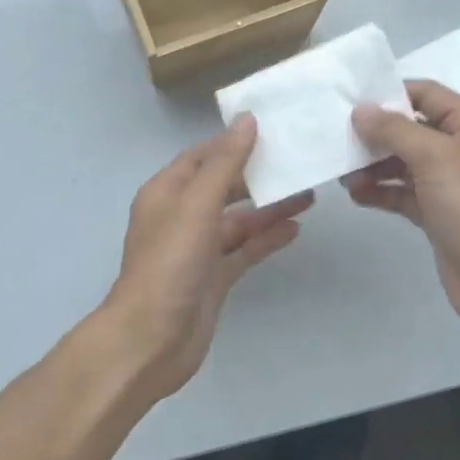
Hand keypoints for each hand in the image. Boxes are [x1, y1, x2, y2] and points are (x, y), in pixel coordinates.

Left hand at [100, 115, 313, 399]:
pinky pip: (244, 250)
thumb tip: (247, 119)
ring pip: (238, 219)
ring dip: (268, 207)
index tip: (270, 128)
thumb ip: (225, 162)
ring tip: (308, 193)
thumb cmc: (170, 262)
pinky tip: (296, 228)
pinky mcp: (213, 277)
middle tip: (296, 159)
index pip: (203, 156)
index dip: (233, 141)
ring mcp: (198, 249)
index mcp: (167, 192)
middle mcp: (181, 215)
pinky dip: (267, 239)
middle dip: (256, 174)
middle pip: (223, 186)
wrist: (151, 340)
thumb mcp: (197, 204)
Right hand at [344, 80, 459, 343]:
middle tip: (338, 137)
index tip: (352, 100)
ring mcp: (451, 184)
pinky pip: (404, 193)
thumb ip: (394, 130)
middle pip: (413, 129)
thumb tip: (361, 110)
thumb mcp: (434, 157)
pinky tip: (355, 194)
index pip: (427, 94)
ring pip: (405, 163)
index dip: (392, 93)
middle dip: (377, 133)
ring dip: (374, 165)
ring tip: (342, 172)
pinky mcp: (439, 214)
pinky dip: (382, 191)